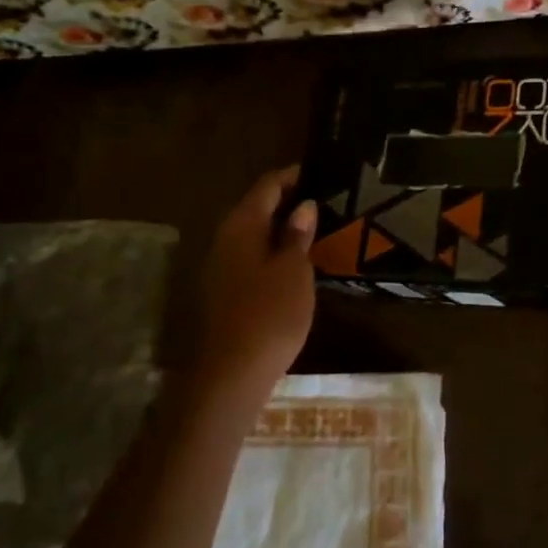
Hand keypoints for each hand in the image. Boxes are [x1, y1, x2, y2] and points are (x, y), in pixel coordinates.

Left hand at [196, 167, 317, 398]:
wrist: (231, 375)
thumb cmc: (269, 314)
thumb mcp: (294, 271)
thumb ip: (298, 235)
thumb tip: (303, 206)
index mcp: (241, 225)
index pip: (268, 185)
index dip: (293, 176)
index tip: (322, 172)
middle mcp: (225, 238)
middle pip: (258, 207)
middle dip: (290, 202)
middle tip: (326, 201)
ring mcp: (221, 266)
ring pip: (255, 234)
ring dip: (283, 229)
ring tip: (318, 229)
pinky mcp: (225, 291)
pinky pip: (252, 257)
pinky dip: (274, 251)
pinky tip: (298, 262)